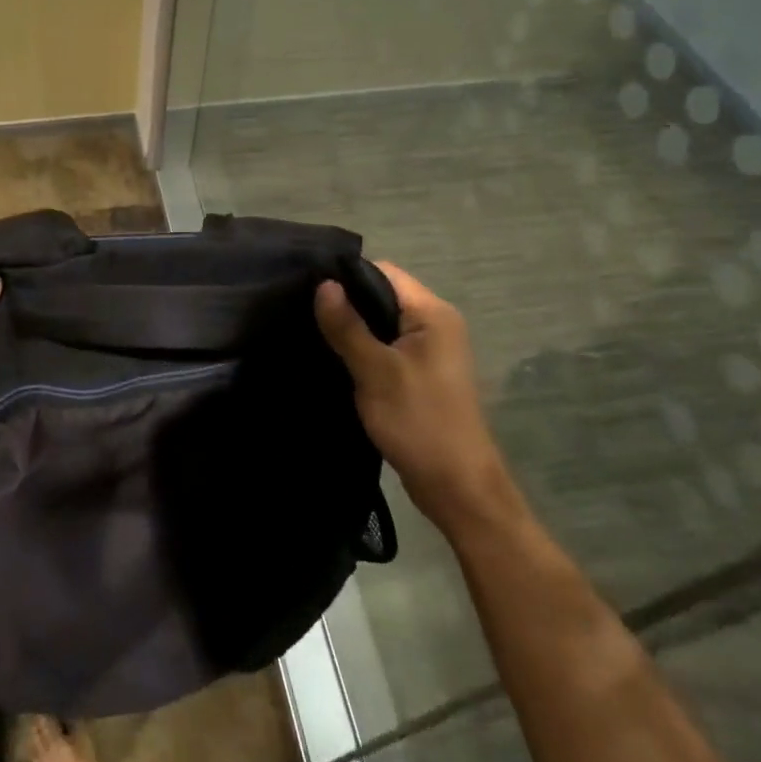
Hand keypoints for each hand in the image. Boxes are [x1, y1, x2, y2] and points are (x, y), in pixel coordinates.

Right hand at [314, 262, 514, 530]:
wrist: (457, 488)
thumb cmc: (419, 422)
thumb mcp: (376, 371)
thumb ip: (348, 326)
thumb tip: (323, 284)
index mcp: (433, 314)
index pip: (384, 272)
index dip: (346, 275)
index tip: (308, 287)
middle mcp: (435, 325)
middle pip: (381, 295)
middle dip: (345, 302)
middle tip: (302, 311)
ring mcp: (429, 352)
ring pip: (381, 323)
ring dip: (351, 328)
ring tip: (312, 332)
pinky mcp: (419, 375)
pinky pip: (385, 348)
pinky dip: (361, 350)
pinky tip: (333, 358)